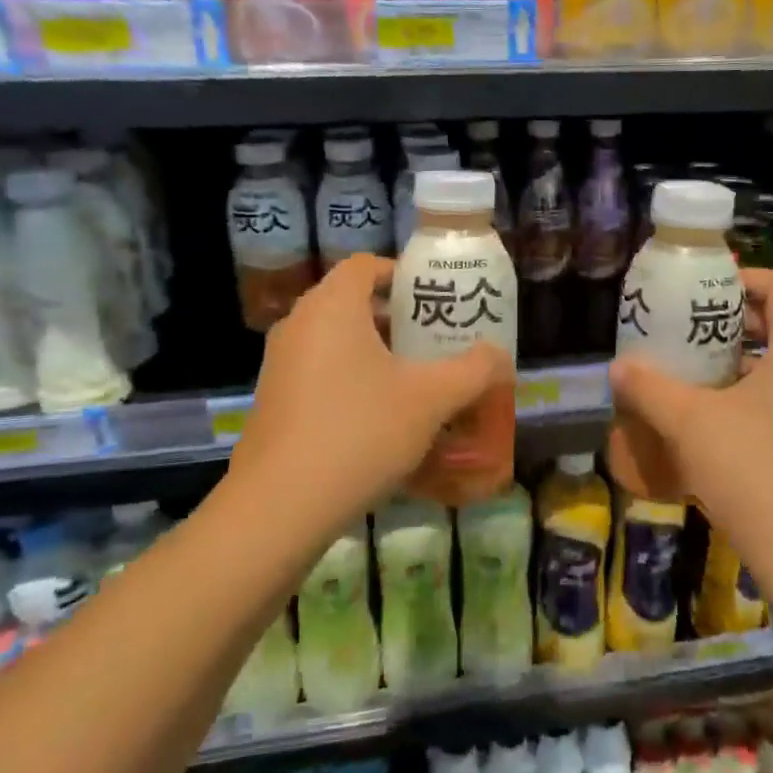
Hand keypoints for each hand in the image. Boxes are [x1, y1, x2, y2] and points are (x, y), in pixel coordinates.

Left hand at [225, 254, 512, 522]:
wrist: (280, 506)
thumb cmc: (360, 432)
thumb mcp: (431, 399)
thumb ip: (473, 370)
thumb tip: (499, 354)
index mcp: (333, 306)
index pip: (367, 265)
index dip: (404, 275)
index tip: (436, 301)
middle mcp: (299, 324)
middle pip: (353, 303)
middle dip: (398, 320)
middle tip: (437, 343)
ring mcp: (279, 364)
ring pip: (336, 341)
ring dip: (376, 353)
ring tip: (416, 382)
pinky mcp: (273, 400)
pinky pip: (320, 373)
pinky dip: (351, 380)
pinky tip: (380, 419)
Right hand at [608, 267, 772, 575]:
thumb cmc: (752, 472)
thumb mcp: (689, 424)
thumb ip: (649, 389)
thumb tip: (618, 367)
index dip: (744, 278)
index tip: (703, 291)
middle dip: (734, 324)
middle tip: (688, 333)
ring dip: (742, 363)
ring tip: (695, 376)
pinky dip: (755, 396)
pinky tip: (718, 424)